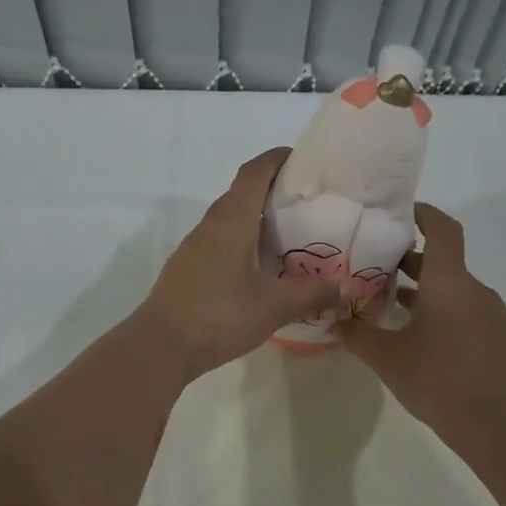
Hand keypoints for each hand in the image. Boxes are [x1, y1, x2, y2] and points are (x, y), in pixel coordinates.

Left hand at [135, 148, 349, 379]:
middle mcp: (210, 226)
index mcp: (231, 220)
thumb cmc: (219, 316)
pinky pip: (219, 244)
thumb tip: (345, 288)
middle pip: (242, 194)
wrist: (161, 346)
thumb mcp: (273, 306)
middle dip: (273, 192)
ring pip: (230, 222)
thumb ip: (311, 293)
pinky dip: (242, 245)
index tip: (304, 160)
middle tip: (307, 206)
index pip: (254, 172)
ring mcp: (194, 248)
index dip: (277, 159)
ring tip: (288, 239)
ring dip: (256, 222)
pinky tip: (259, 271)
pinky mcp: (187, 270)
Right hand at [334, 203, 505, 442]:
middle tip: (376, 268)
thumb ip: (357, 335)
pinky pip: (469, 313)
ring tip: (392, 306)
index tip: (400, 213)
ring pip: (455, 291)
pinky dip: (445, 313)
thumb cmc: (439, 381)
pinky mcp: (501, 338)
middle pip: (443, 263)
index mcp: (449, 282)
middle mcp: (475, 290)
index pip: (442, 229)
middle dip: (410, 262)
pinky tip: (424, 340)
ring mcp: (493, 314)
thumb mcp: (388, 359)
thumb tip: (331, 320)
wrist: (501, 426)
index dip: (423, 214)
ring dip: (426, 292)